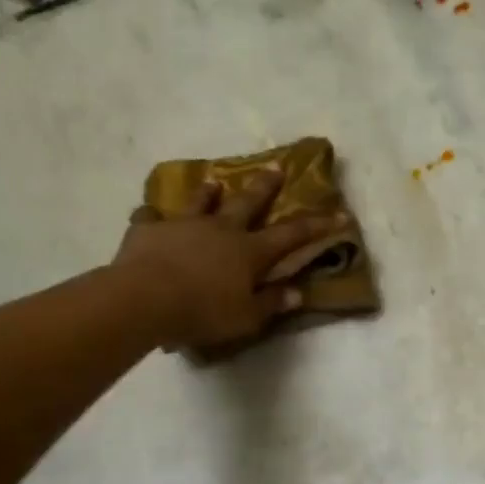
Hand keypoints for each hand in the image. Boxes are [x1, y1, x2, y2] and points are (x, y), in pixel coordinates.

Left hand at [114, 171, 345, 350]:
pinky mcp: (148, 230)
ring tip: (213, 182)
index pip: (292, 235)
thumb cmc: (203, 312)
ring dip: (209, 193)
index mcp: (249, 252)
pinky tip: (148, 216)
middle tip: (277, 166)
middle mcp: (220, 230)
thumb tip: (297, 293)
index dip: (318, 225)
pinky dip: (152, 217)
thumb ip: (271, 303)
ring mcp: (183, 225)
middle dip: (265, 186)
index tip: (340, 213)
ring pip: (199, 202)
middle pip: (247, 203)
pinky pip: (149, 218)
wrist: (145, 299)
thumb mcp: (246, 317)